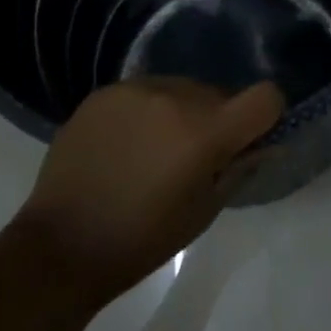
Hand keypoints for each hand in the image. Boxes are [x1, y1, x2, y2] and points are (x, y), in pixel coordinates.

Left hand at [14, 77, 283, 303]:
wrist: (63, 242)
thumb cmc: (142, 239)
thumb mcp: (204, 211)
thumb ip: (239, 168)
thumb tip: (266, 144)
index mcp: (204, 132)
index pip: (264, 97)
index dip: (267, 115)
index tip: (251, 138)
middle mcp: (173, 96)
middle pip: (218, 93)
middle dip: (218, 119)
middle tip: (196, 157)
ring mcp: (134, 89)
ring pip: (180, 88)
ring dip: (181, 112)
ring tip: (155, 151)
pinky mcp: (103, 92)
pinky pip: (144, 91)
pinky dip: (147, 111)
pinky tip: (125, 145)